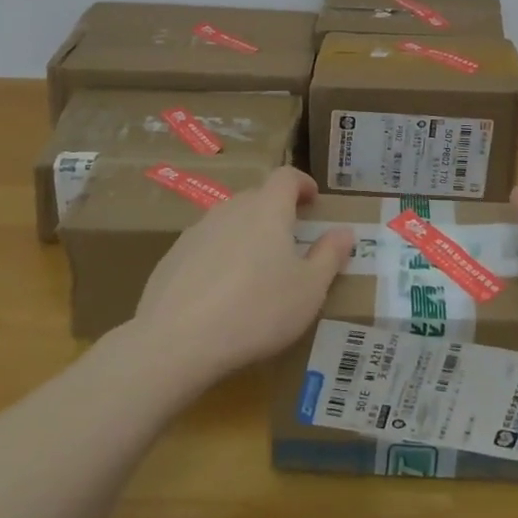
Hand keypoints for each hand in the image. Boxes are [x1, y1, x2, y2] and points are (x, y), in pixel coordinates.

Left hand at [133, 167, 353, 381]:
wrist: (176, 341)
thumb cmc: (256, 310)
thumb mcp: (309, 290)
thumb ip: (330, 256)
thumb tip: (345, 231)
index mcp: (267, 209)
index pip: (286, 176)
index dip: (302, 183)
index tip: (312, 201)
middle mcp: (231, 209)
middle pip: (257, 198)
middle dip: (276, 212)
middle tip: (289, 241)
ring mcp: (197, 231)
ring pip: (229, 222)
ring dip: (246, 235)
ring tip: (255, 271)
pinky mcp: (172, 257)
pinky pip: (205, 247)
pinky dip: (219, 258)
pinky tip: (220, 294)